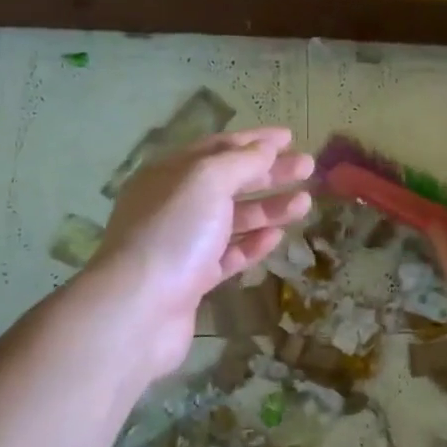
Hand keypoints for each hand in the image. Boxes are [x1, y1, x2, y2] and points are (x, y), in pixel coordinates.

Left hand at [88, 128, 313, 376]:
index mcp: (170, 173)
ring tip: (305, 203)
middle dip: (269, 173)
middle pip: (229, 182)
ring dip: (269, 208)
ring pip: (233, 219)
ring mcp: (182, 243)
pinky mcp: (193, 279)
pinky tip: (278, 236)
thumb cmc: (173, 232)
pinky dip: (253, 243)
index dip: (254, 141)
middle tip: (308, 168)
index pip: (217, 147)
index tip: (290, 137)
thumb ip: (241, 161)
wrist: (138, 309)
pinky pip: (229, 254)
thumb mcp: (207, 181)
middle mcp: (173, 204)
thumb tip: (266, 148)